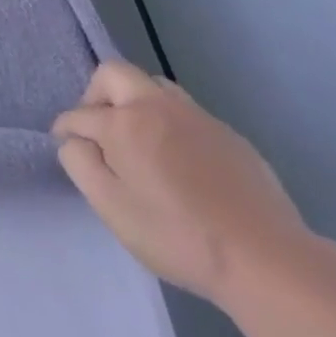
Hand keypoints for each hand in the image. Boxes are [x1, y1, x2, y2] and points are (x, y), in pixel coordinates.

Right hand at [51, 60, 315, 305]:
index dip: (66, 130)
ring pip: (154, 86)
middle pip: (114, 74)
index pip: (79, 114)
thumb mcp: (110, 206)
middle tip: (101, 132)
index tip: (67, 147)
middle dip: (96, 96)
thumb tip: (77, 141)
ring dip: (136, 104)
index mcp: (123, 122)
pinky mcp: (230, 136)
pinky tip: (181, 164)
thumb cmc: (177, 235)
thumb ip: (79, 162)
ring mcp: (198, 118)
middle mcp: (157, 106)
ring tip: (140, 143)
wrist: (269, 262)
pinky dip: (170, 125)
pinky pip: (187, 114)